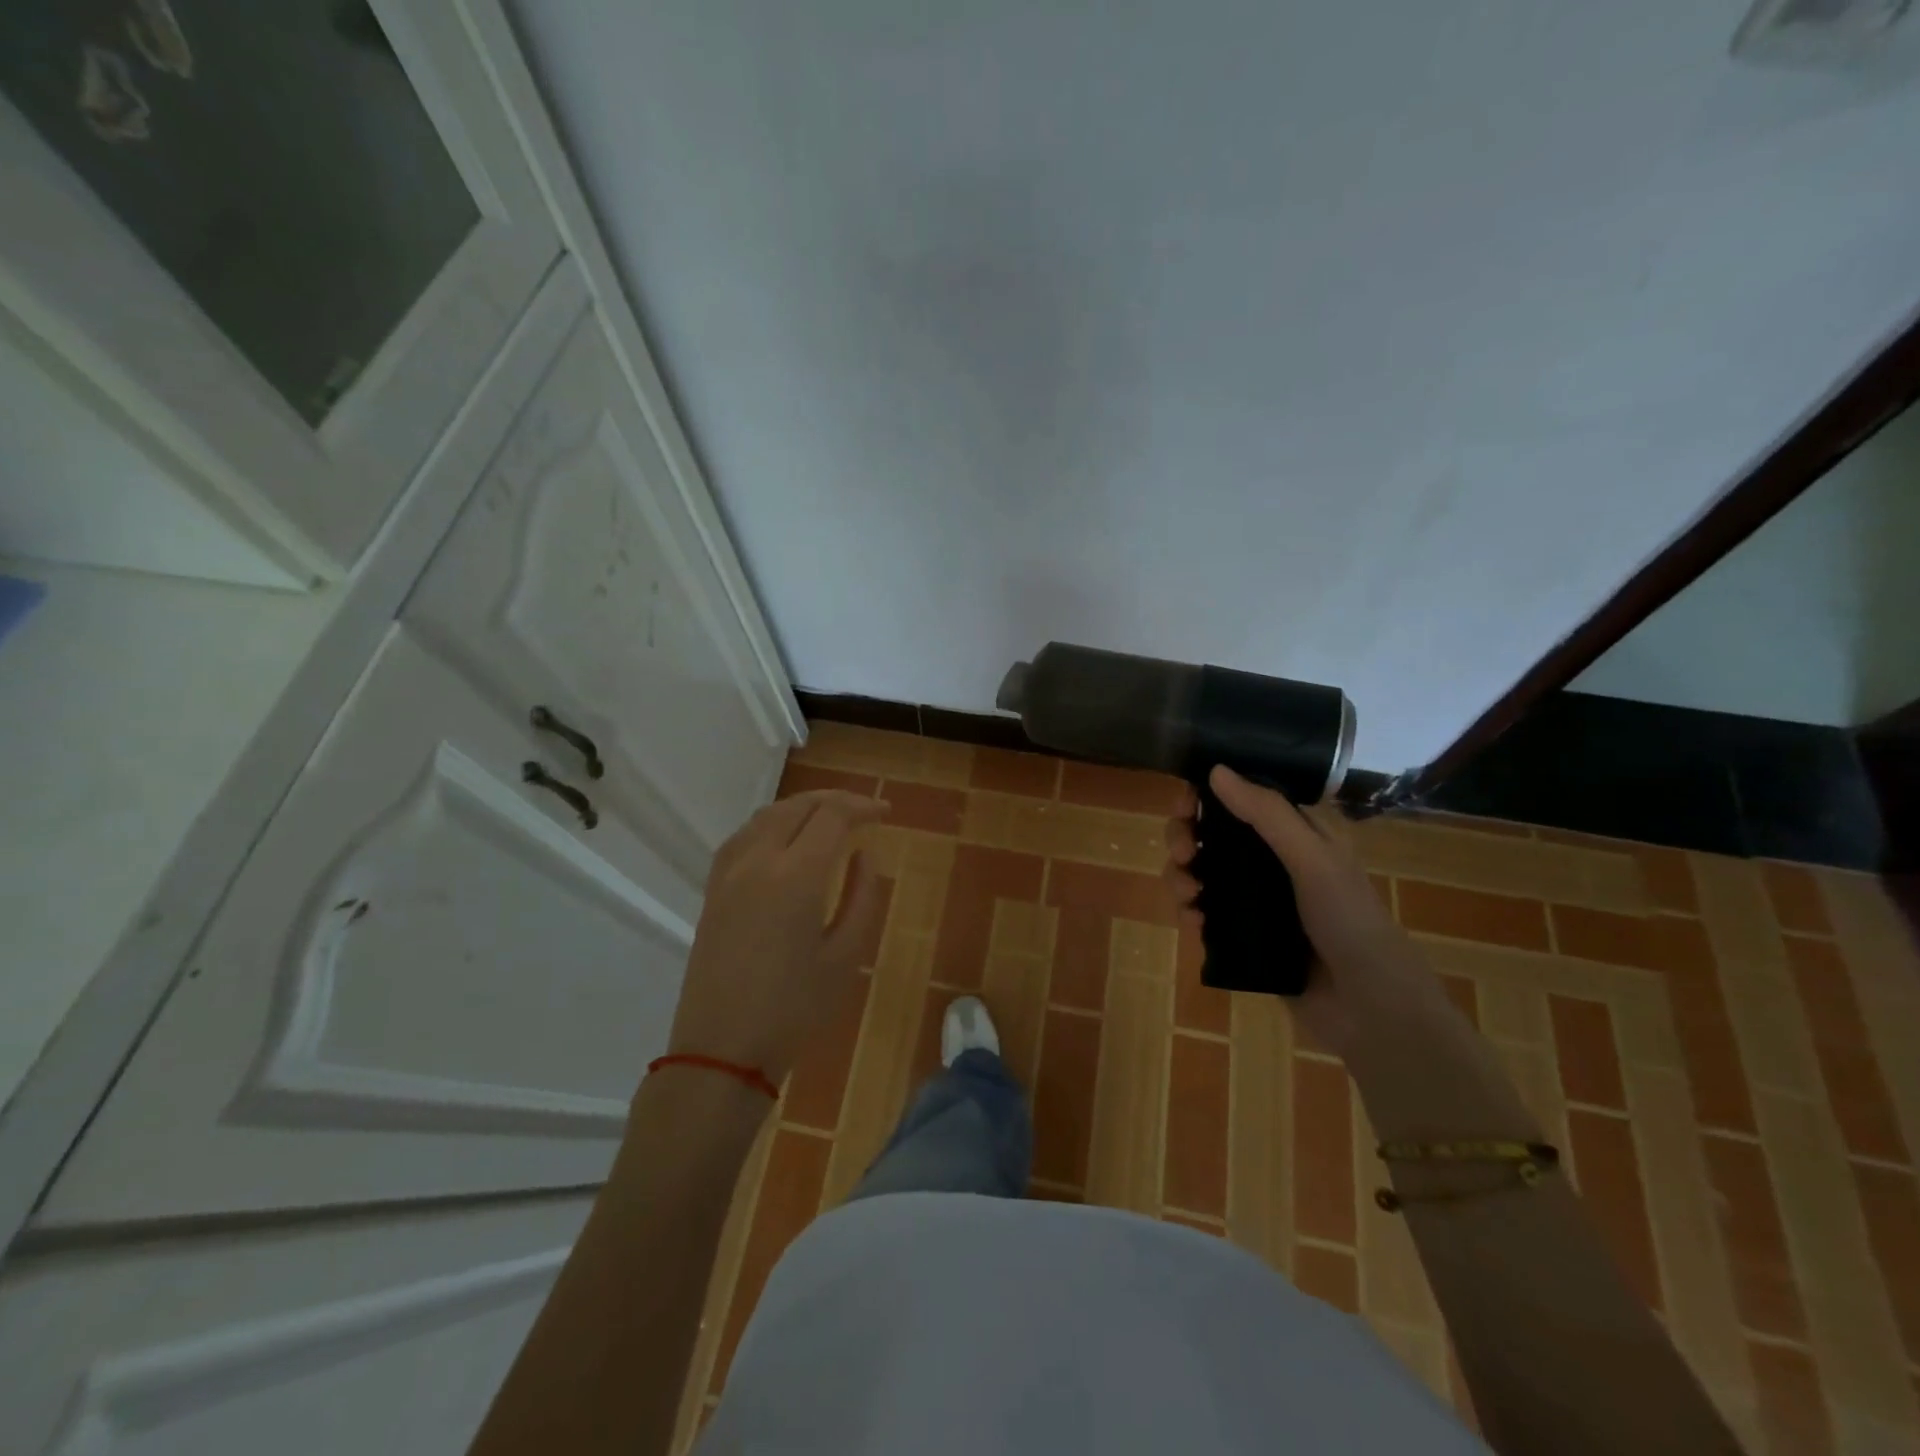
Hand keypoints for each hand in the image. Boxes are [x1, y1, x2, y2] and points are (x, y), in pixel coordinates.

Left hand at [668, 789, 888, 1083]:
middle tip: (864, 812)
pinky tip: (785, 839)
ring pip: (767, 815)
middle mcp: (758, 861)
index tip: (885, 814)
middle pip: (798, 806)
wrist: (722, 1051)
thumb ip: (862, 897)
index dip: (862, 807)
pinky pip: (743, 835)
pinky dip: (772, 823)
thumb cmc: (794, 1010)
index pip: (832, 816)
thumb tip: (864, 855)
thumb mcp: (845, 956)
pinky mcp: (712, 890)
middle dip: (835, 801)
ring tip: (829, 818)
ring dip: (802, 807)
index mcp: (796, 876)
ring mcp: (728, 873)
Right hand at [1163, 765, 1456, 1060]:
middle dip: (1186, 838)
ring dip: (1182, 876)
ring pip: (1201, 873)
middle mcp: (1271, 861)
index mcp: (1295, 834)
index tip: (1183, 806)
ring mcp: (1255, 900)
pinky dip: (1190, 912)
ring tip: (1188, 895)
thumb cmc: (1349, 921)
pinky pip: (1203, 913)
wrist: (1369, 1008)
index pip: (1240, 799)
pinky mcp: (1242, 935)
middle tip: (1183, 854)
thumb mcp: (1312, 859)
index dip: (1205, 797)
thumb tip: (1215, 770)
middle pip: (1211, 835)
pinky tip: (1193, 923)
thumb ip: (1266, 814)